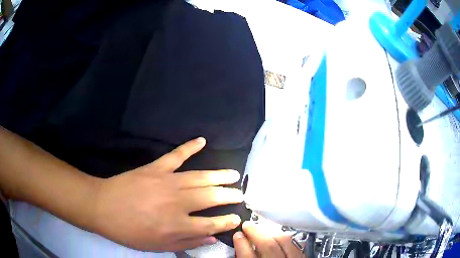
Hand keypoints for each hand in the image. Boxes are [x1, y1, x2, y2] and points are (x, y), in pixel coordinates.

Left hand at [92, 137, 242, 251]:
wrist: (104, 207)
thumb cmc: (130, 231)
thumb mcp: (158, 246)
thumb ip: (186, 242)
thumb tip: (211, 238)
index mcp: (177, 225)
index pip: (212, 224)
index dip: (227, 221)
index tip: (237, 218)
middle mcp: (178, 203)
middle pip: (212, 197)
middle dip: (229, 196)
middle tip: (239, 194)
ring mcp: (167, 182)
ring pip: (201, 177)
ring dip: (220, 176)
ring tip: (234, 175)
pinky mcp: (156, 168)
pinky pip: (177, 155)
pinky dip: (189, 146)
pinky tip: (202, 140)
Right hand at [233, 221, 305, 257]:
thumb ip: (245, 256)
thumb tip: (240, 245)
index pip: (248, 255)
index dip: (241, 243)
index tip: (237, 234)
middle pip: (268, 245)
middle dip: (256, 232)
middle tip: (248, 225)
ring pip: (285, 241)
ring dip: (272, 232)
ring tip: (263, 228)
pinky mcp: (302, 257)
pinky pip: (298, 243)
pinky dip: (288, 237)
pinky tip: (281, 234)